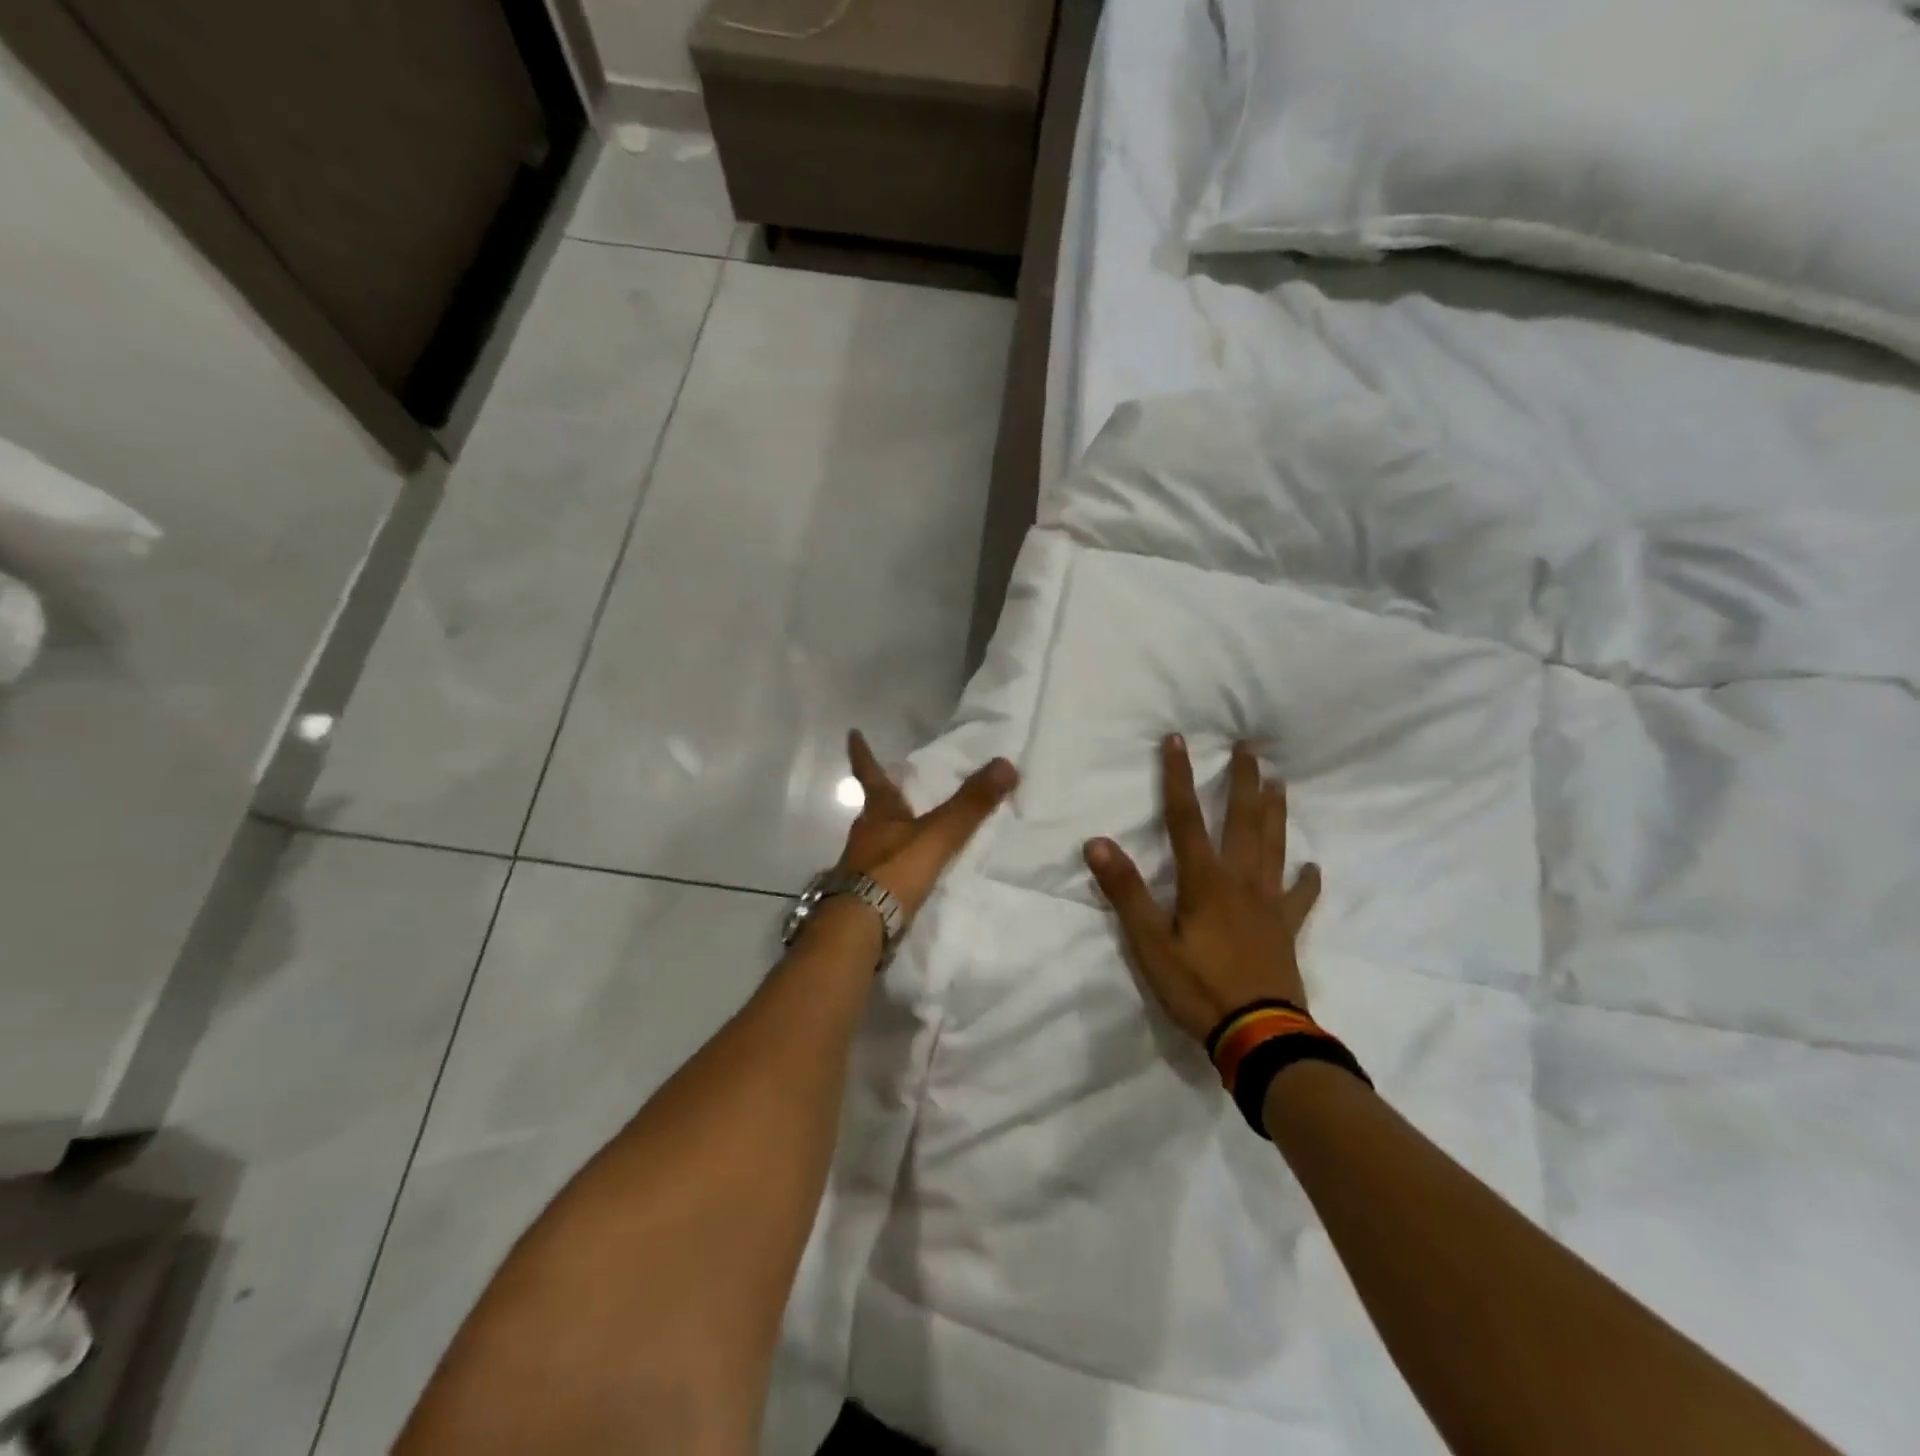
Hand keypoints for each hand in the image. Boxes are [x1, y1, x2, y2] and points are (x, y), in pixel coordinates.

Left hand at [839, 729, 1018, 921]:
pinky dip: (895, 864)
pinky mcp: (865, 891)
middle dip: (885, 796)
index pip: (869, 773)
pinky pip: (883, 868)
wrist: (860, 925)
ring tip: (909, 829)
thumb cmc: (895, 870)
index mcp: (879, 812)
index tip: (852, 733)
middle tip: (896, 785)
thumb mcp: (939, 834)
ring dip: (891, 831)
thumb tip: (1006, 764)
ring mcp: (861, 864)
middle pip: (874, 808)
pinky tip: (908, 872)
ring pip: (877, 838)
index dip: (862, 753)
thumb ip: (971, 804)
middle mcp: (865, 833)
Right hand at [1084, 735, 1321, 1043]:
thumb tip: (1097, 843)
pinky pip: (1300, 899)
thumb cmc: (1198, 988)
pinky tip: (1313, 867)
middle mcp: (1241, 881)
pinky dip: (1307, 880)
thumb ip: (1126, 892)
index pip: (1185, 818)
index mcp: (1204, 881)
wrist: (1259, 1036)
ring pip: (1274, 847)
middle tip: (1249, 747)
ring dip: (1276, 812)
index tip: (1177, 740)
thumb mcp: (1150, 944)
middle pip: (1243, 821)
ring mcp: (1269, 904)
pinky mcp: (1286, 930)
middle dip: (1242, 781)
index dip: (1178, 777)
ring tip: (1280, 782)